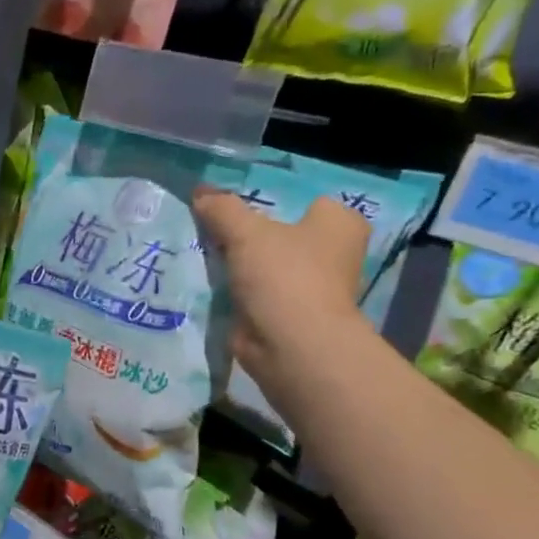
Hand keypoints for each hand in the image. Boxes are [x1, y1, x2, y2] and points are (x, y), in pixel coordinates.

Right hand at [194, 189, 370, 390]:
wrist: (292, 347)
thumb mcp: (246, 232)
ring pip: (266, 265)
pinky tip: (209, 284)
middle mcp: (333, 253)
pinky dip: (237, 292)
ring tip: (202, 252)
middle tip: (210, 227)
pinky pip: (257, 293)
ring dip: (239, 265)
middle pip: (280, 234)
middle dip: (249, 235)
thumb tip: (199, 191)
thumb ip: (222, 209)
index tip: (232, 207)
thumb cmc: (284, 277)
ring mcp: (312, 287)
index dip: (267, 202)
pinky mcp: (290, 316)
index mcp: (339, 223)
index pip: (302, 201)